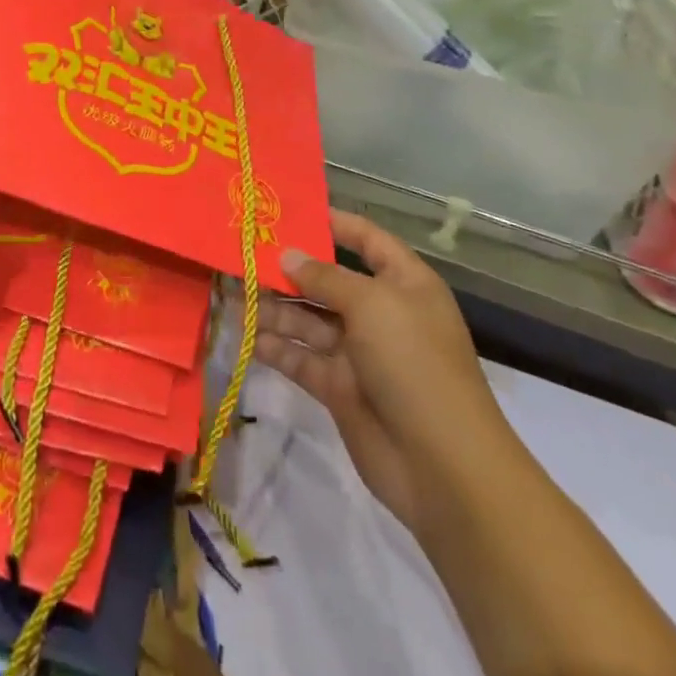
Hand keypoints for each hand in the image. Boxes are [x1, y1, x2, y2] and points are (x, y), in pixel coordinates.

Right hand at [257, 210, 508, 534]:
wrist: (441, 464)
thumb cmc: (413, 362)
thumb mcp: (372, 305)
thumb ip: (324, 277)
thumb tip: (287, 255)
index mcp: (403, 283)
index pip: (367, 239)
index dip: (333, 223)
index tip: (291, 211)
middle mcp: (380, 312)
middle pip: (328, 280)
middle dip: (289, 269)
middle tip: (243, 254)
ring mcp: (358, 352)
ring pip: (309, 319)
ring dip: (274, 307)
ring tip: (234, 293)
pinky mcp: (339, 387)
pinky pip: (302, 357)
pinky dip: (276, 347)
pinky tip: (247, 335)